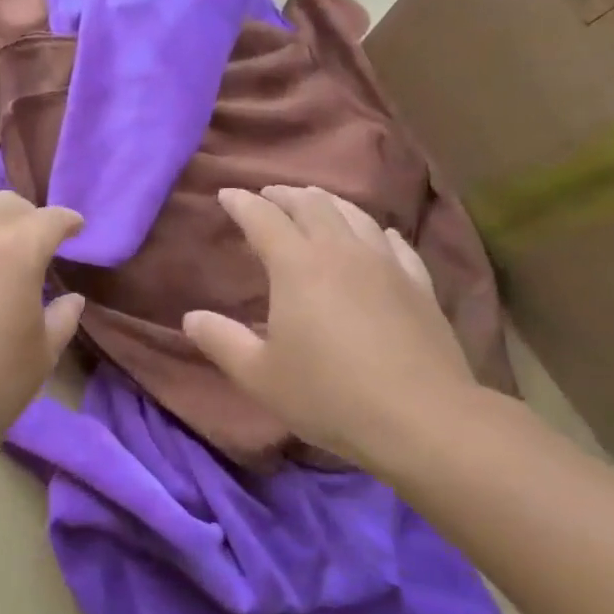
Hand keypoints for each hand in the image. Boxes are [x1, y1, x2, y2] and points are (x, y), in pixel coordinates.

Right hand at [182, 185, 477, 471]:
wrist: (422, 419)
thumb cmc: (329, 395)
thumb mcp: (259, 375)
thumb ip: (221, 341)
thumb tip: (191, 318)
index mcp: (297, 266)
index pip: (263, 218)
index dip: (241, 202)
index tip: (226, 194)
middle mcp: (341, 251)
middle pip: (311, 204)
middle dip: (284, 195)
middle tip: (267, 196)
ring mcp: (386, 264)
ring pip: (354, 214)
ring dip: (327, 202)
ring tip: (314, 204)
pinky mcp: (419, 284)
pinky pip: (394, 242)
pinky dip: (373, 230)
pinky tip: (375, 235)